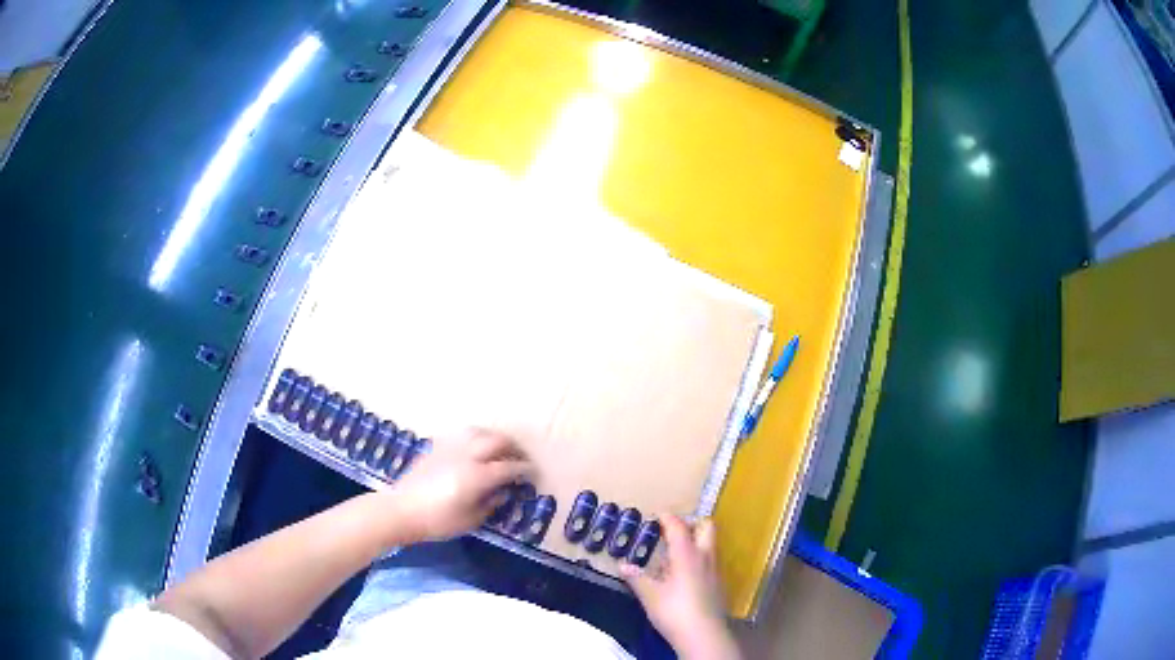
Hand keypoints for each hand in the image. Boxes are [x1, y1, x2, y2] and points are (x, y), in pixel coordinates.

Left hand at [383, 428, 532, 543]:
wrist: (401, 510)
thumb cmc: (437, 521)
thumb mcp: (470, 520)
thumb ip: (490, 504)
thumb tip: (502, 492)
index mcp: (477, 476)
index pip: (508, 467)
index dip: (523, 468)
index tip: (533, 472)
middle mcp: (466, 456)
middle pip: (496, 441)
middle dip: (513, 448)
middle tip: (521, 458)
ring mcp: (450, 448)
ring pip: (479, 432)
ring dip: (494, 437)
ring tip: (501, 448)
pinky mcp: (436, 447)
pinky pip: (462, 435)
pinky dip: (475, 438)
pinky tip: (476, 448)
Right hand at [620, 515, 740, 659]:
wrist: (703, 634)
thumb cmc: (674, 611)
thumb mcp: (649, 595)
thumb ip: (637, 578)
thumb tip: (622, 565)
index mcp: (687, 554)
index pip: (679, 527)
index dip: (668, 518)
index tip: (658, 514)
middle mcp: (705, 557)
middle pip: (706, 527)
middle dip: (691, 523)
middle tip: (672, 530)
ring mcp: (715, 570)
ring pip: (709, 545)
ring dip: (694, 542)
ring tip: (673, 554)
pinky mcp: (718, 584)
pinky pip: (709, 561)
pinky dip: (697, 559)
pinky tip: (682, 575)